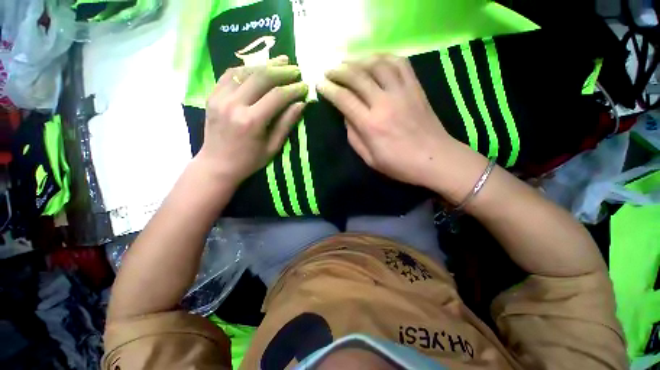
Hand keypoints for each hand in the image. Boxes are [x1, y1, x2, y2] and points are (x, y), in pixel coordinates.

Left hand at [197, 56, 307, 185]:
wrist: (217, 164)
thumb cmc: (249, 161)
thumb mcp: (273, 147)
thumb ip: (286, 124)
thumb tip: (301, 104)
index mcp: (251, 121)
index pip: (277, 96)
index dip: (293, 89)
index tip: (304, 86)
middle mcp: (234, 104)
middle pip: (261, 78)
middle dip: (282, 71)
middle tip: (296, 69)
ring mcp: (219, 97)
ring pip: (245, 71)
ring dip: (265, 65)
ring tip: (281, 61)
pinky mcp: (212, 95)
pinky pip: (230, 74)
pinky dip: (247, 68)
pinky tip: (258, 67)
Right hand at [317, 55, 458, 189]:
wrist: (435, 159)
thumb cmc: (399, 164)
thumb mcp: (370, 159)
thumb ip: (354, 137)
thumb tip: (346, 116)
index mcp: (370, 125)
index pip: (344, 99)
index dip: (329, 89)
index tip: (319, 84)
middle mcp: (384, 103)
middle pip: (357, 77)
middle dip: (339, 70)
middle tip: (329, 70)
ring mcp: (402, 92)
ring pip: (377, 65)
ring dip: (359, 59)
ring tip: (348, 62)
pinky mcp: (416, 88)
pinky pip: (400, 63)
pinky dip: (385, 57)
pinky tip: (375, 59)